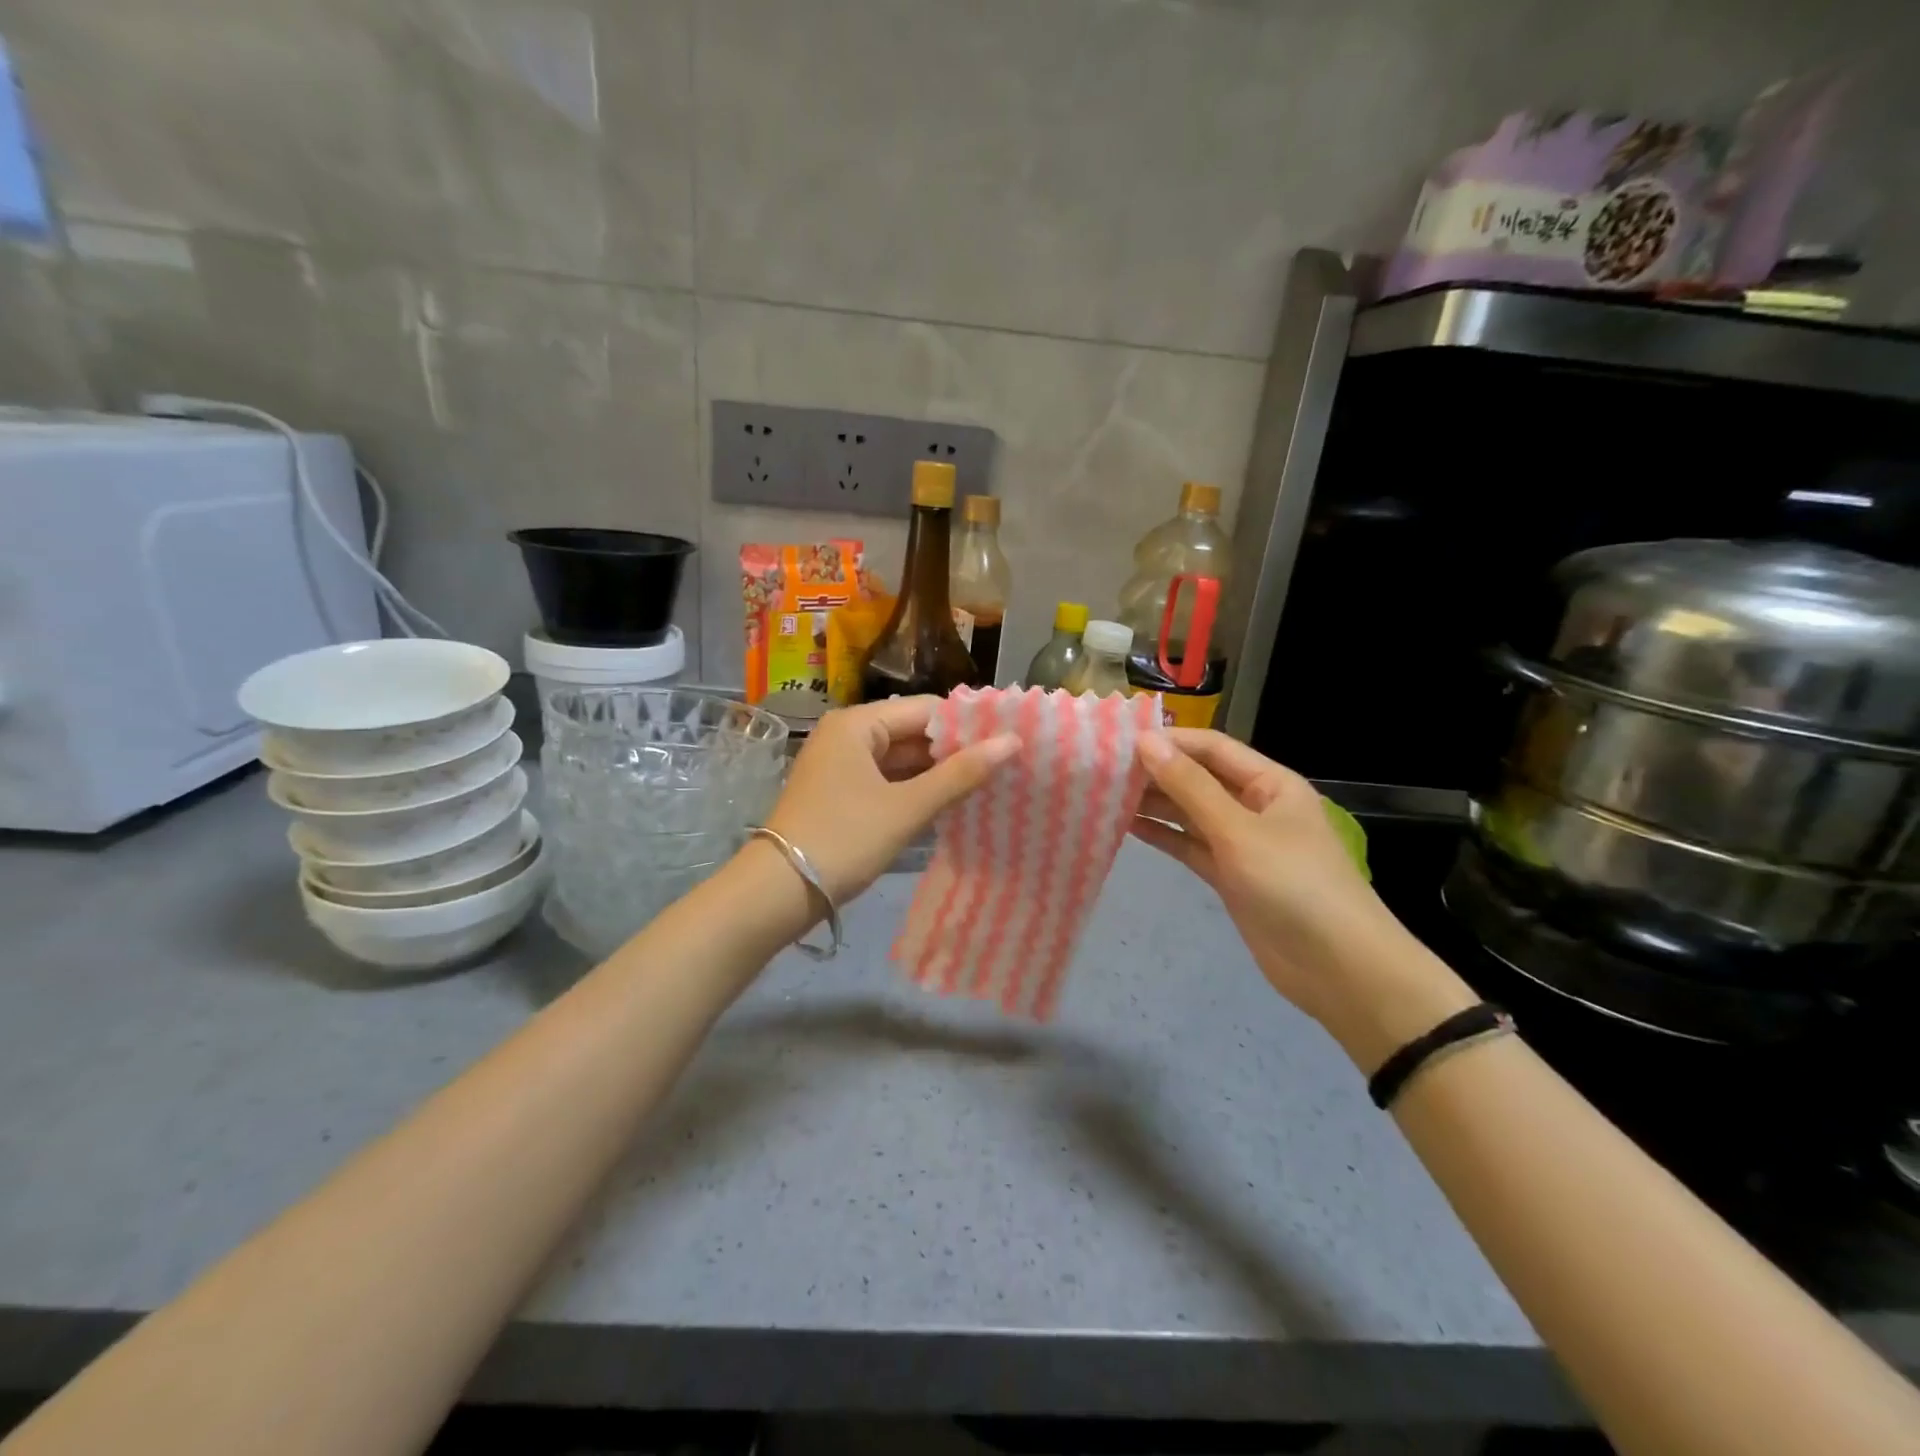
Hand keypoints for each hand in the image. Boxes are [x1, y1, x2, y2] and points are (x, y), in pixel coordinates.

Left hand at [762, 696, 1018, 905]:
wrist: (778, 892)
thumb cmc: (845, 838)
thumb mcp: (907, 807)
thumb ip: (960, 774)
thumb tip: (1012, 741)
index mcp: (857, 723)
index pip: (925, 709)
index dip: (967, 725)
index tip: (1008, 741)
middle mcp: (847, 735)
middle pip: (912, 732)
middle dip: (954, 751)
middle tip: (1004, 765)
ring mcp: (841, 765)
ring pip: (900, 760)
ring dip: (937, 773)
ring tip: (987, 783)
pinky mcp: (840, 794)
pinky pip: (886, 780)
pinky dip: (914, 790)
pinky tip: (949, 803)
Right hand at [1131, 731, 1470, 1053]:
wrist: (1339, 969)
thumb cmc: (1294, 885)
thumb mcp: (1238, 830)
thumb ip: (1190, 787)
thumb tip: (1146, 742)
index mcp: (1270, 783)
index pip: (1212, 748)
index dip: (1170, 741)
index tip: (1120, 741)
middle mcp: (1255, 806)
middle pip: (1199, 779)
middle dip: (1156, 773)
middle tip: (1103, 770)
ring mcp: (1242, 843)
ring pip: (1190, 814)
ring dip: (1154, 804)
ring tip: (1105, 795)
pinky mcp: (1230, 876)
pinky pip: (1190, 846)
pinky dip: (1163, 836)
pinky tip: (1127, 828)